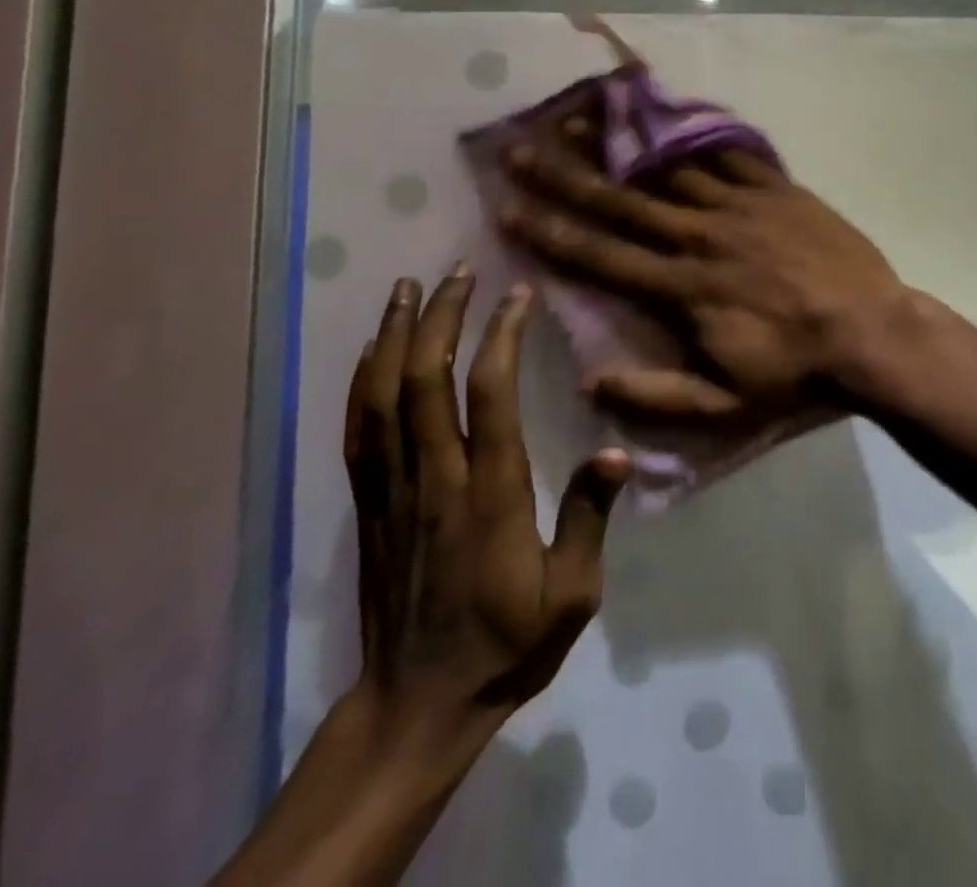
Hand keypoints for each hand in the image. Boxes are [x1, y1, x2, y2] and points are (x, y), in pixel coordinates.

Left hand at [211, 268, 626, 886]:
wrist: (418, 705)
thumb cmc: (505, 645)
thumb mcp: (571, 596)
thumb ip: (590, 518)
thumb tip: (617, 452)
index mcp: (490, 496)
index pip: (489, 396)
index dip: (501, 337)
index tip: (518, 296)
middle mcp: (435, 479)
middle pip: (425, 380)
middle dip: (441, 317)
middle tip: (459, 271)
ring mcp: (394, 489)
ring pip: (384, 396)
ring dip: (396, 335)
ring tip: (409, 287)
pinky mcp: (370, 503)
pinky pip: (359, 429)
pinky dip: (364, 379)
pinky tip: (375, 349)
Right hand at [497, 132, 910, 423]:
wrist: (873, 334)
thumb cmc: (797, 373)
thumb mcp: (725, 407)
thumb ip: (655, 396)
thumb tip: (588, 381)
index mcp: (682, 289)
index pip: (601, 256)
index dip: (550, 233)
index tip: (507, 208)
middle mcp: (700, 237)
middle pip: (621, 202)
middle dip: (565, 176)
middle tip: (521, 149)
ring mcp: (739, 206)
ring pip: (667, 170)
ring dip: (619, 146)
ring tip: (579, 118)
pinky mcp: (776, 189)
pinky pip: (726, 155)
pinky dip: (692, 137)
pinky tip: (665, 117)